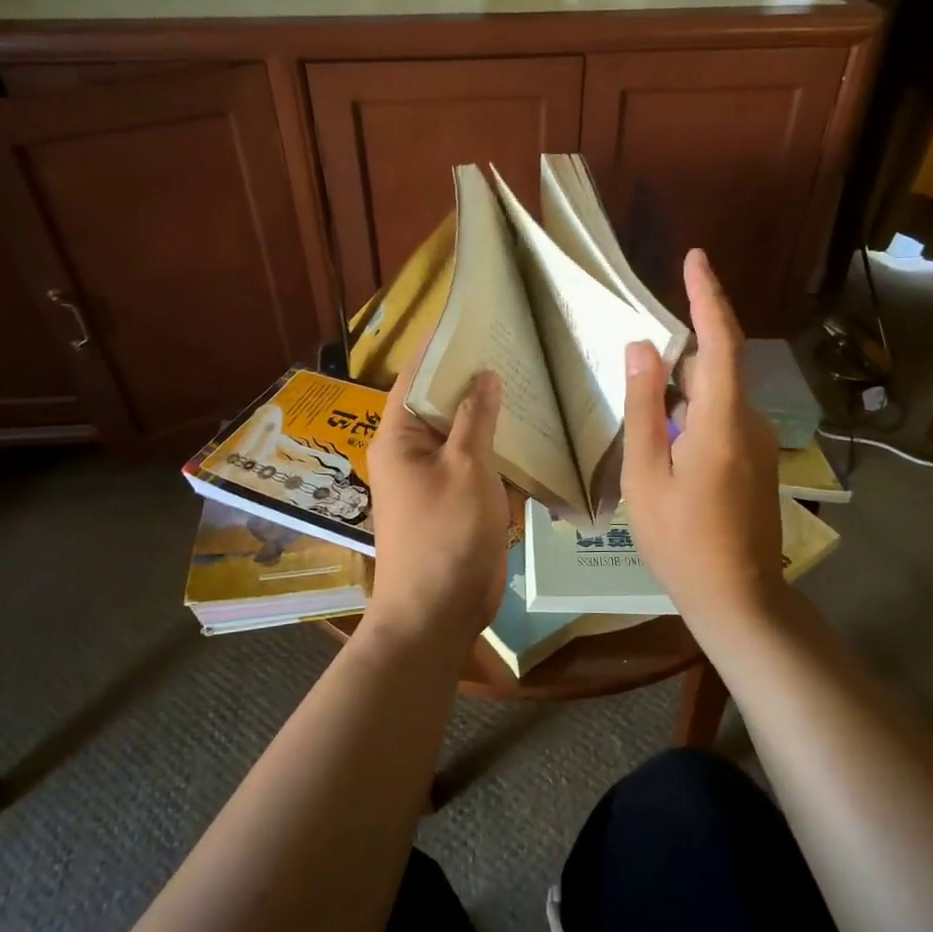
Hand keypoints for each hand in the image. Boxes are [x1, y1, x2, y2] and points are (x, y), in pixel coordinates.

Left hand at [364, 364, 508, 647]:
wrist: (437, 613)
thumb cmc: (446, 535)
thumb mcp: (466, 469)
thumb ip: (476, 419)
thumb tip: (484, 375)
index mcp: (398, 437)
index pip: (415, 376)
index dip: (441, 347)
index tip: (473, 318)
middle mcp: (411, 451)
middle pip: (441, 403)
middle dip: (475, 378)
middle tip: (515, 345)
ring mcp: (434, 478)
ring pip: (463, 434)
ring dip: (492, 415)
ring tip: (530, 380)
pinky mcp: (456, 501)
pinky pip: (477, 464)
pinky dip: (500, 451)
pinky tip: (534, 433)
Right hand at [622, 249, 784, 630]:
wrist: (737, 595)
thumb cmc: (681, 539)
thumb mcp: (646, 475)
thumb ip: (643, 408)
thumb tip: (642, 348)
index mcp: (722, 420)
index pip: (720, 341)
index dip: (707, 296)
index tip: (695, 259)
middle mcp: (749, 421)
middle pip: (721, 362)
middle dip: (691, 336)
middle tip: (650, 331)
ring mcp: (758, 442)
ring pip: (720, 392)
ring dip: (687, 379)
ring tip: (649, 387)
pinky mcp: (756, 460)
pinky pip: (723, 416)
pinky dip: (694, 407)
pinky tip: (666, 431)